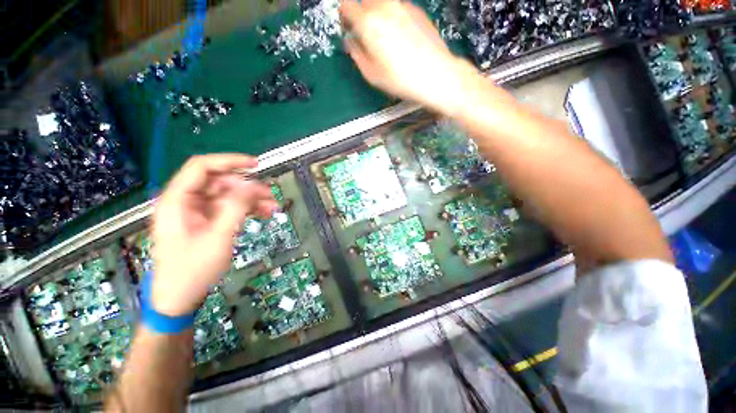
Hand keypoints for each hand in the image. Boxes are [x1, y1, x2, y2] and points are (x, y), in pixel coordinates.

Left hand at [151, 154, 276, 315]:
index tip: (255, 165)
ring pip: (228, 196)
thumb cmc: (192, 270)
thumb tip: (253, 186)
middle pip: (219, 182)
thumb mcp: (218, 237)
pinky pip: (230, 209)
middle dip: (247, 186)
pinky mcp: (207, 222)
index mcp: (177, 200)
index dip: (229, 161)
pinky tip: (264, 213)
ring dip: (251, 199)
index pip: (202, 167)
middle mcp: (186, 202)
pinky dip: (247, 210)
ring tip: (272, 206)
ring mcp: (197, 212)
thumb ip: (236, 208)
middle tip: (270, 194)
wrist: (180, 298)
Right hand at [340, 0, 477, 114]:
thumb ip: (356, 54)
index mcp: (368, 22)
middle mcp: (384, 7)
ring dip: (377, 14)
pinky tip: (400, 36)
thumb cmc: (400, 79)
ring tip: (384, 36)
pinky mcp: (416, 10)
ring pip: (382, 2)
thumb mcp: (371, 74)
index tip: (348, 27)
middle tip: (366, 32)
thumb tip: (351, 42)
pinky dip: (393, 16)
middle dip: (361, 13)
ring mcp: (402, 5)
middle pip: (365, 0)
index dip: (344, 15)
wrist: (435, 73)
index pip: (347, 6)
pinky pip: (397, 7)